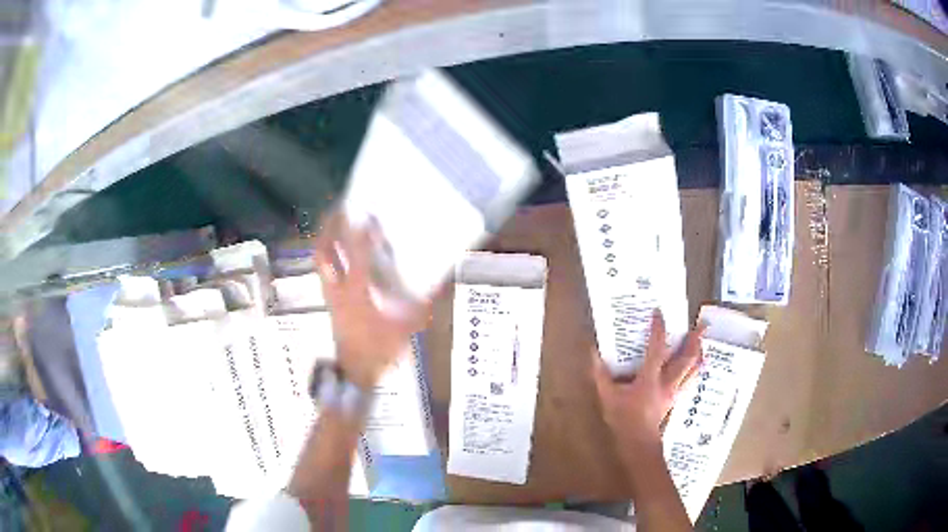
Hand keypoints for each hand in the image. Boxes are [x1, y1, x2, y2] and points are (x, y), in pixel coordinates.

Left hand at [314, 212, 430, 389]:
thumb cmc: (379, 351)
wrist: (355, 372)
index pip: (356, 255)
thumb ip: (422, 306)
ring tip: (333, 222)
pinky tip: (337, 251)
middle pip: (325, 252)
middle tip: (339, 208)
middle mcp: (338, 289)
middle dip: (330, 228)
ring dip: (325, 239)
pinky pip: (324, 271)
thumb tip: (440, 285)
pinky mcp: (329, 301)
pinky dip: (328, 256)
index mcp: (357, 293)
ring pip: (320, 261)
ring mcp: (330, 295)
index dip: (361, 234)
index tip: (368, 215)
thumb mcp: (405, 330)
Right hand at [592, 310, 704, 456]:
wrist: (638, 442)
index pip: (656, 349)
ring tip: (704, 343)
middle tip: (701, 326)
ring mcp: (673, 392)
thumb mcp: (607, 396)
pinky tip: (698, 366)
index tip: (659, 313)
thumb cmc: (623, 418)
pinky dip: (695, 371)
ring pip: (691, 370)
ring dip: (699, 355)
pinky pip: (689, 381)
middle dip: (694, 342)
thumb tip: (593, 352)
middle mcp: (666, 382)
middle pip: (685, 359)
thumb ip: (600, 374)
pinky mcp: (675, 399)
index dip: (658, 330)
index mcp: (649, 378)